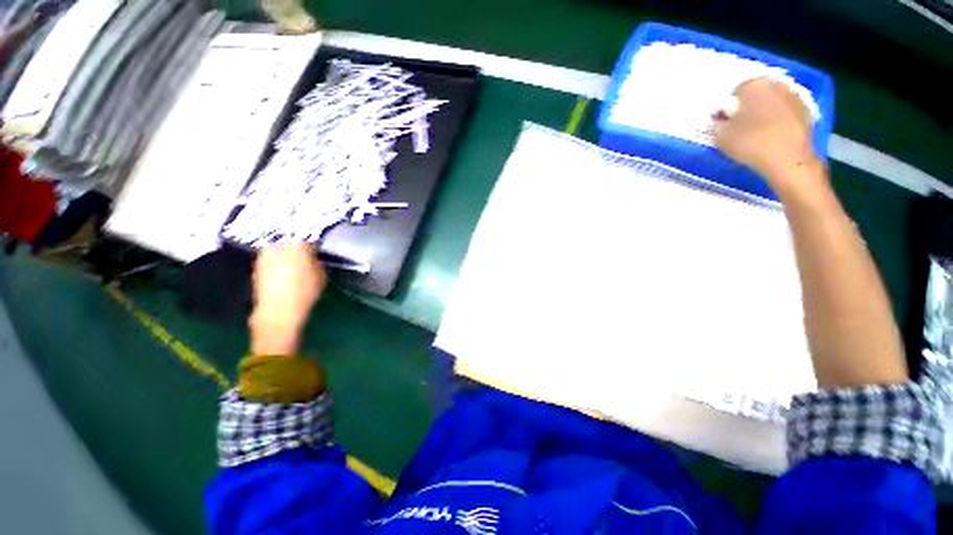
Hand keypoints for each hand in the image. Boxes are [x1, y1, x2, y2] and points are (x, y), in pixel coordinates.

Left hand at [249, 243, 326, 354]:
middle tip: (307, 255)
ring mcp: (265, 255)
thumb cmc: (306, 291)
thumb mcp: (322, 274)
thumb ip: (318, 261)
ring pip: (279, 249)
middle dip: (298, 246)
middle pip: (290, 240)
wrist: (278, 311)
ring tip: (296, 264)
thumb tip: (313, 257)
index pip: (308, 236)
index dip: (314, 242)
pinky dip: (279, 262)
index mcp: (297, 244)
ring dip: (287, 253)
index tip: (318, 248)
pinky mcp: (257, 266)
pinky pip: (272, 259)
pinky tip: (285, 273)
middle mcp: (278, 245)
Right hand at [714, 78, 820, 197]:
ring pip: (773, 102)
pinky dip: (779, 121)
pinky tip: (772, 136)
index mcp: (753, 85)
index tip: (725, 121)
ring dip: (765, 112)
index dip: (728, 106)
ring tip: (757, 132)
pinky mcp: (806, 112)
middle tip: (740, 125)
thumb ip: (718, 123)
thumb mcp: (721, 136)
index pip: (735, 91)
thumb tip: (720, 119)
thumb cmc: (750, 142)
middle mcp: (775, 84)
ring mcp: (794, 97)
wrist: (788, 159)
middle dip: (749, 106)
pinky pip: (786, 113)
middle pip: (757, 94)